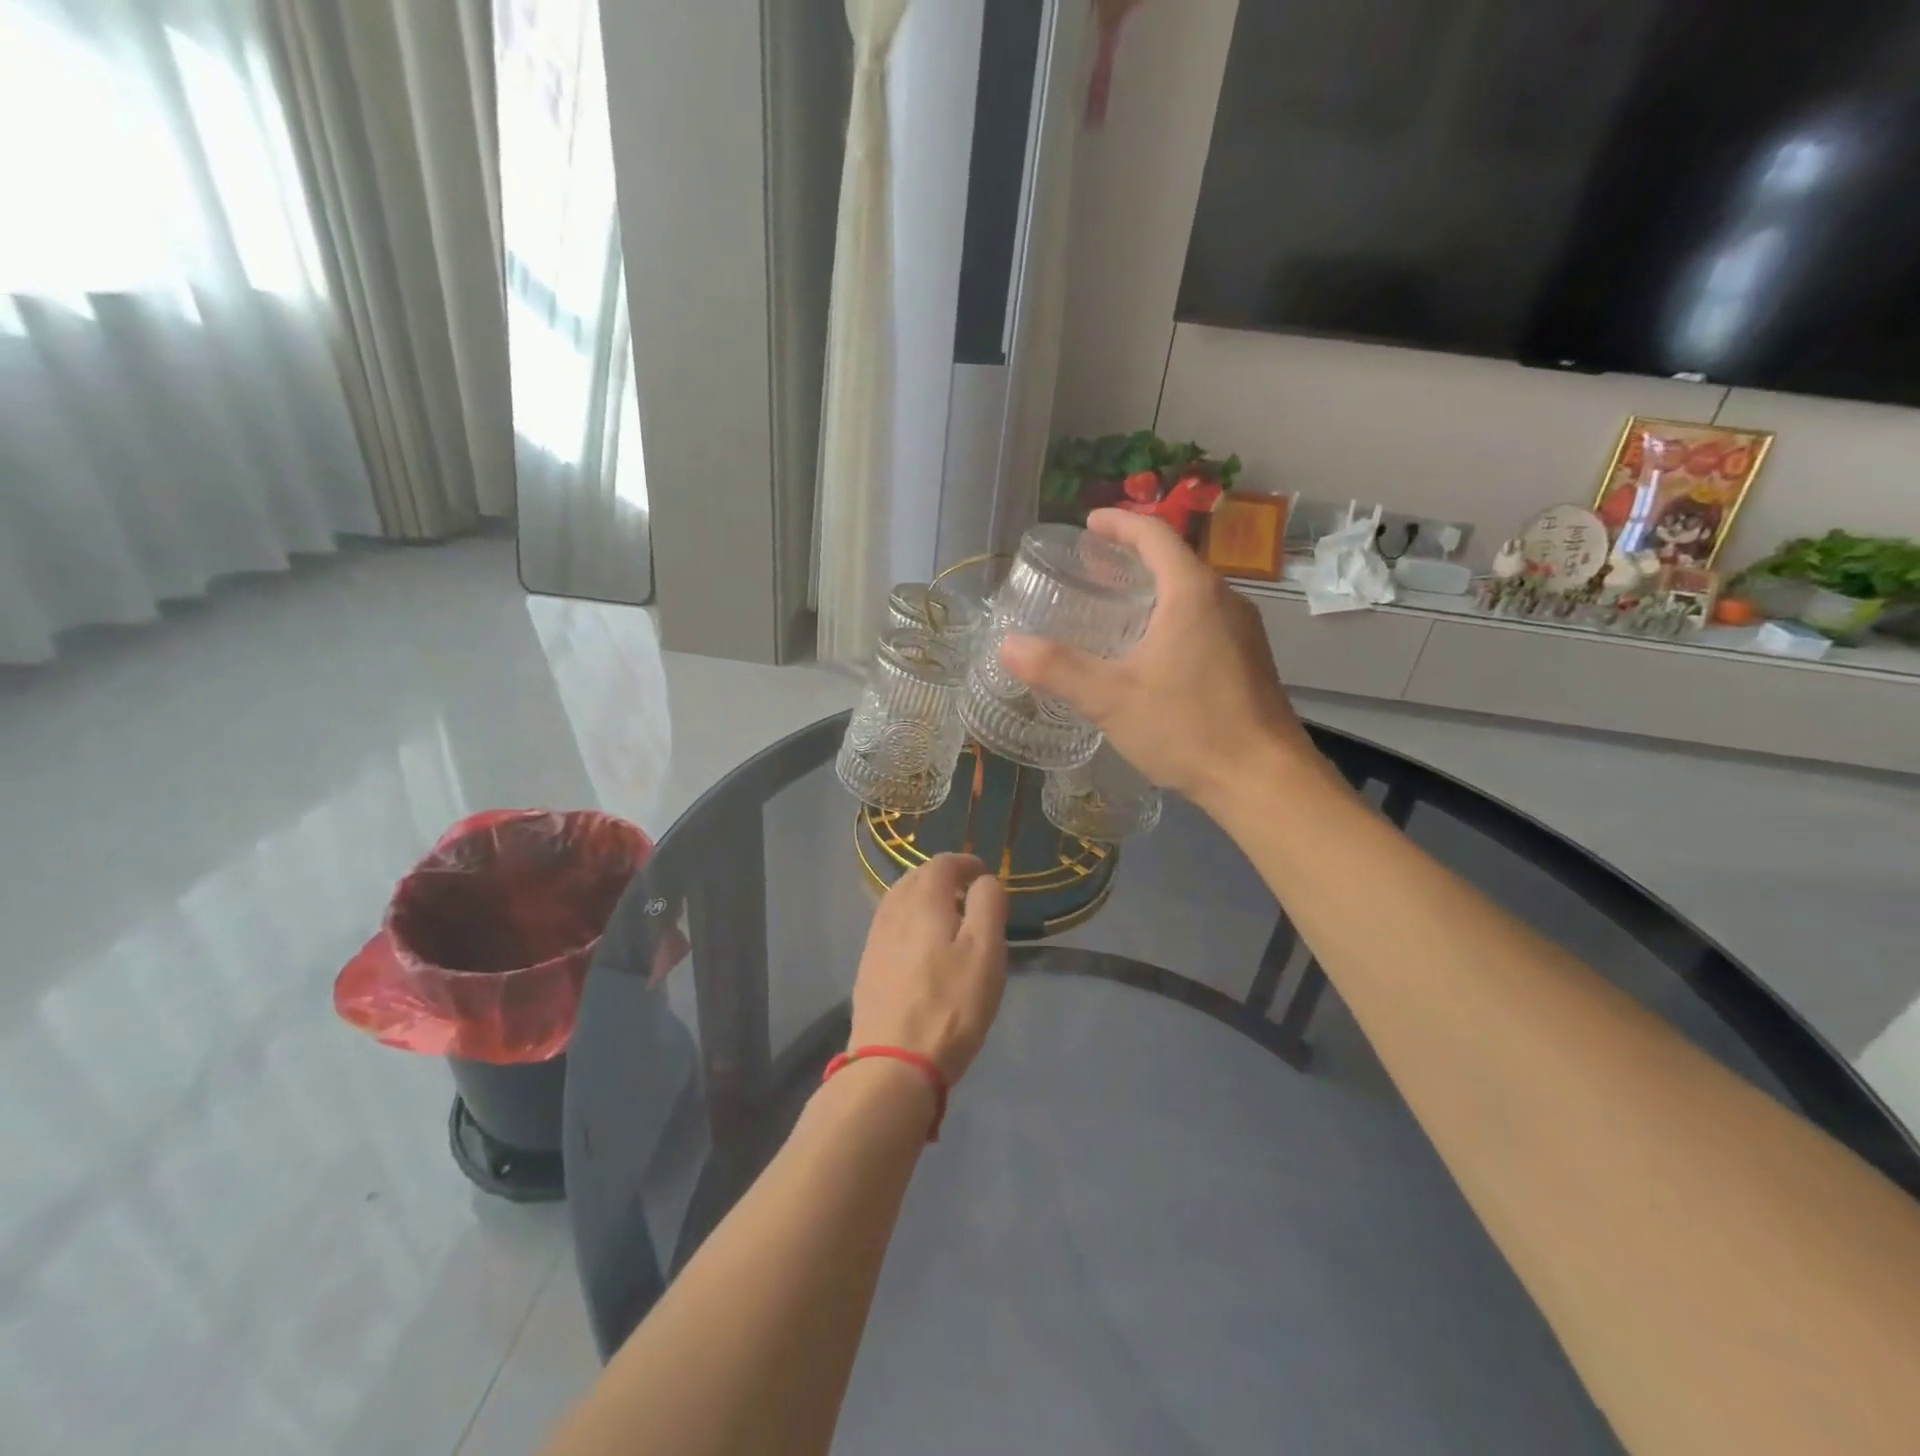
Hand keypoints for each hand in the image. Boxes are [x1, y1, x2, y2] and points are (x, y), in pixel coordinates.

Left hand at [848, 854, 1008, 1085]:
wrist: (893, 1063)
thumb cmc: (950, 1005)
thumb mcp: (985, 952)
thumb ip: (988, 906)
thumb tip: (984, 881)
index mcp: (923, 901)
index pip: (942, 863)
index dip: (966, 863)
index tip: (984, 876)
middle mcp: (893, 912)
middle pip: (916, 878)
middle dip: (943, 878)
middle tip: (968, 894)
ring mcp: (875, 940)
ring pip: (900, 902)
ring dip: (924, 900)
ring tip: (947, 918)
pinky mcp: (868, 967)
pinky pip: (890, 927)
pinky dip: (909, 922)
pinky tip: (920, 946)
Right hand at [1000, 508, 1322, 812]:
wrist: (1264, 780)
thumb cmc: (1188, 728)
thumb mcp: (1111, 698)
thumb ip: (1058, 669)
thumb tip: (1008, 645)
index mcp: (1192, 593)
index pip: (1154, 535)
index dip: (1120, 523)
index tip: (1089, 524)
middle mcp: (1225, 600)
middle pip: (1175, 560)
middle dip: (1133, 557)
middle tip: (1092, 569)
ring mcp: (1243, 631)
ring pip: (1191, 593)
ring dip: (1154, 589)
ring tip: (1115, 607)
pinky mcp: (1249, 661)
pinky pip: (1204, 620)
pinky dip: (1172, 616)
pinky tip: (1151, 651)